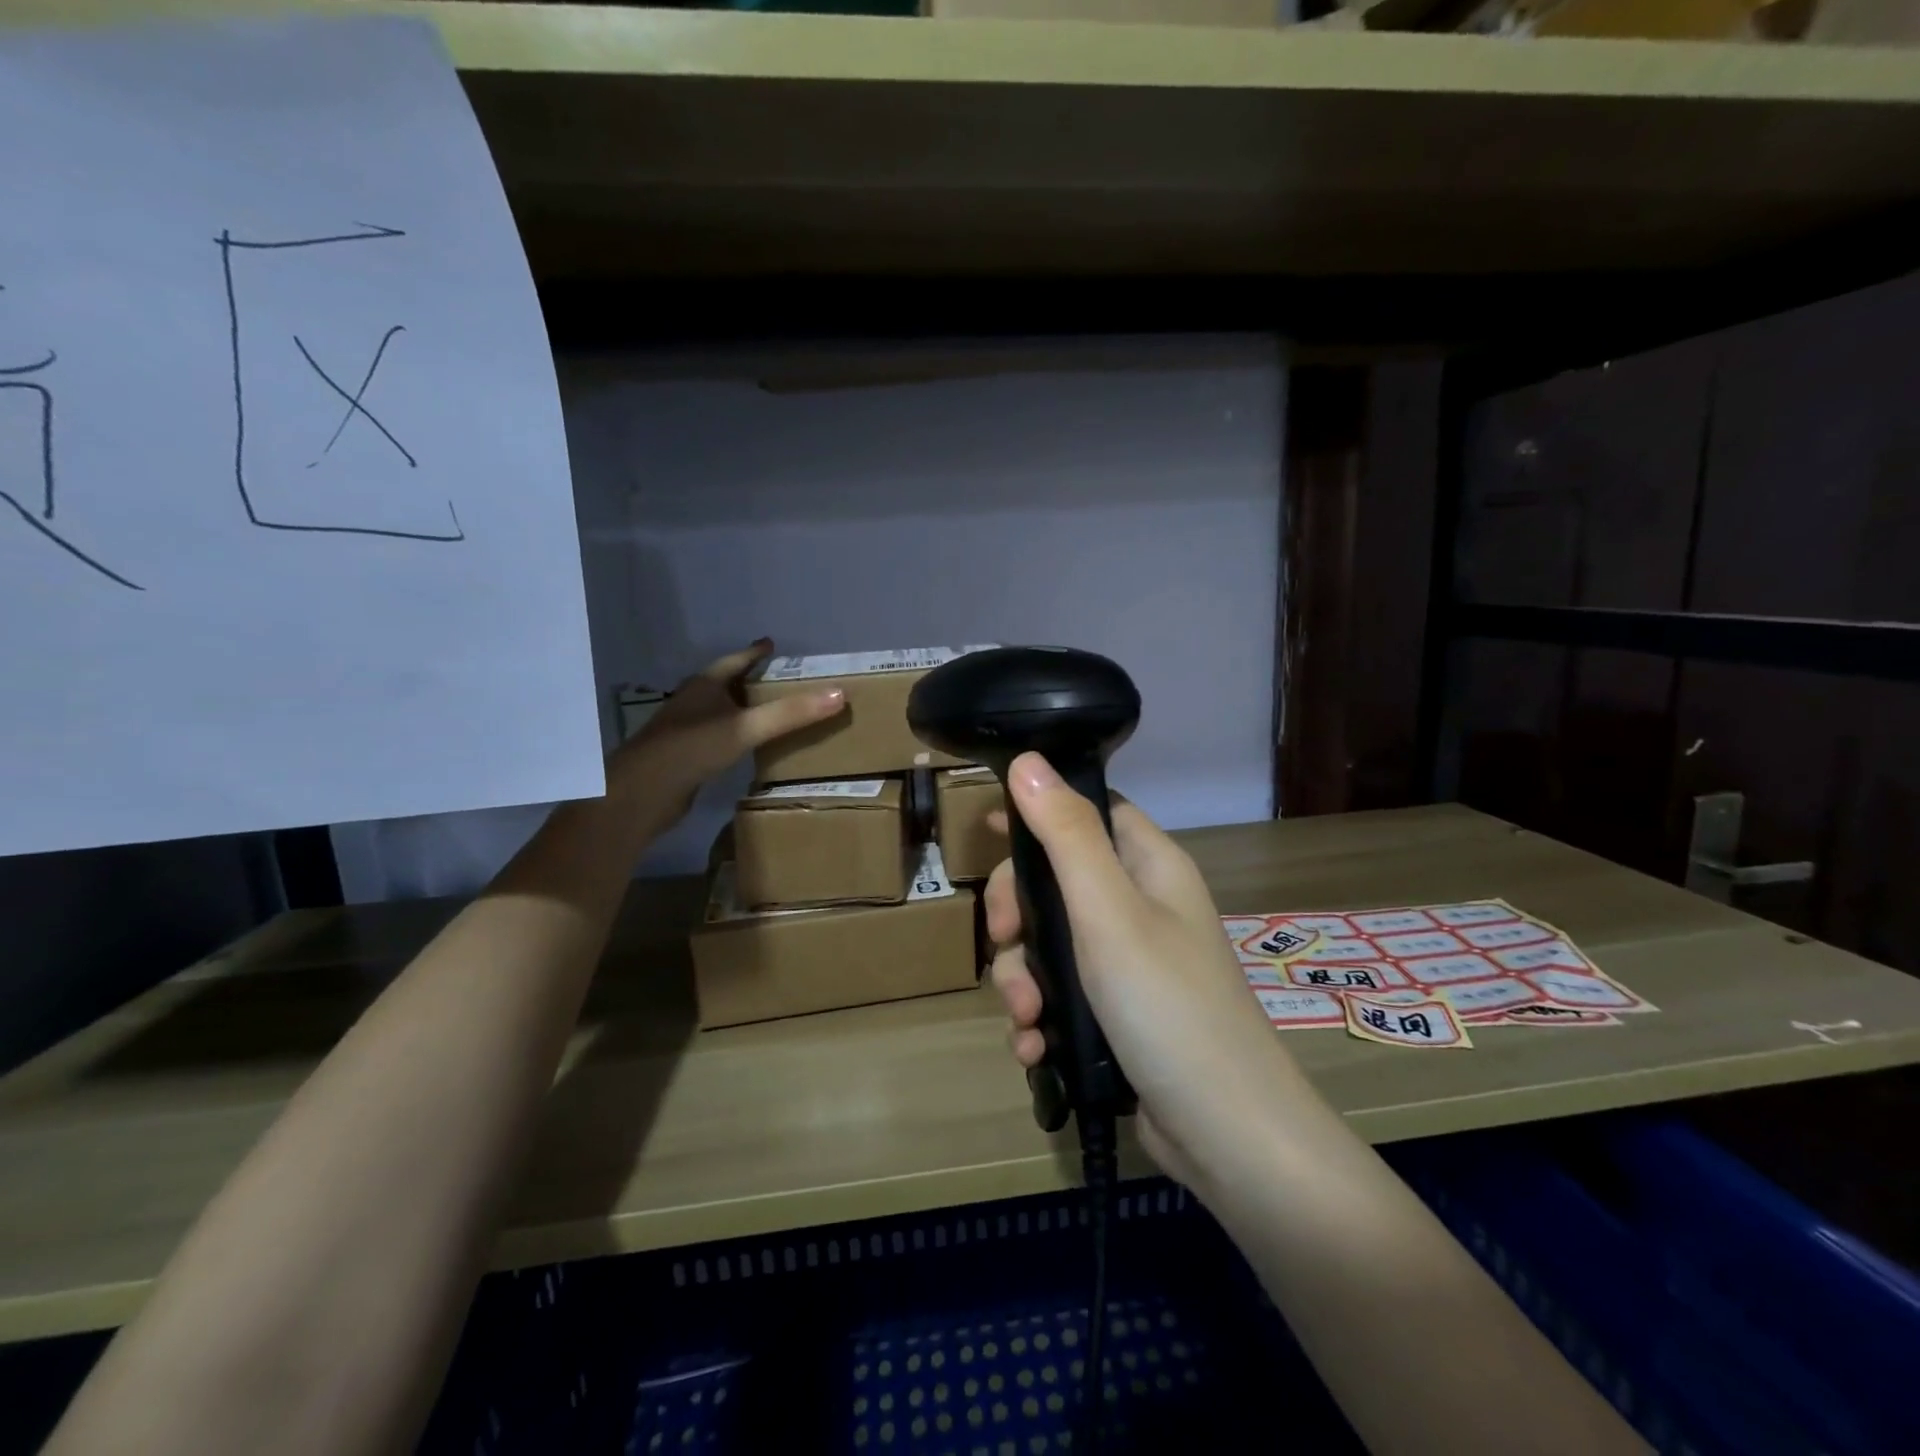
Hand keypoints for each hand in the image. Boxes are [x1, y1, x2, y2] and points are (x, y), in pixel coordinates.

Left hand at [607, 640, 844, 813]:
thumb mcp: (747, 727)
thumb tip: (839, 695)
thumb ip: (791, 714)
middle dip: (749, 679)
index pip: (735, 661)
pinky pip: (715, 736)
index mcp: (704, 685)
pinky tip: (745, 745)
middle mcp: (692, 701)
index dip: (754, 653)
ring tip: (766, 710)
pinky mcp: (683, 755)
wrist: (643, 791)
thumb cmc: (694, 748)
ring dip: (740, 707)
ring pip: (718, 710)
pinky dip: (733, 734)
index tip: (771, 644)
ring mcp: (684, 729)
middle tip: (777, 678)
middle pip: (725, 683)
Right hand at [985, 752, 1300, 1192]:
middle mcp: (1141, 907)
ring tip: (1025, 1018)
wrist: (1229, 1137)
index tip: (989, 833)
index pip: (1090, 812)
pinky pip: (1060, 996)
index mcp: (1150, 866)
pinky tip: (1033, 1048)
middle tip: (1004, 938)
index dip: (1041, 814)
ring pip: (1049, 944)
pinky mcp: (1116, 1016)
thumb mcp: (1108, 912)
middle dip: (1018, 912)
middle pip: (1057, 880)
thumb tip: (1029, 760)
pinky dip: (1040, 1018)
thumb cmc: (1168, 1006)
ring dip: (1021, 977)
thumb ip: (1066, 835)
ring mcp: (1129, 964)